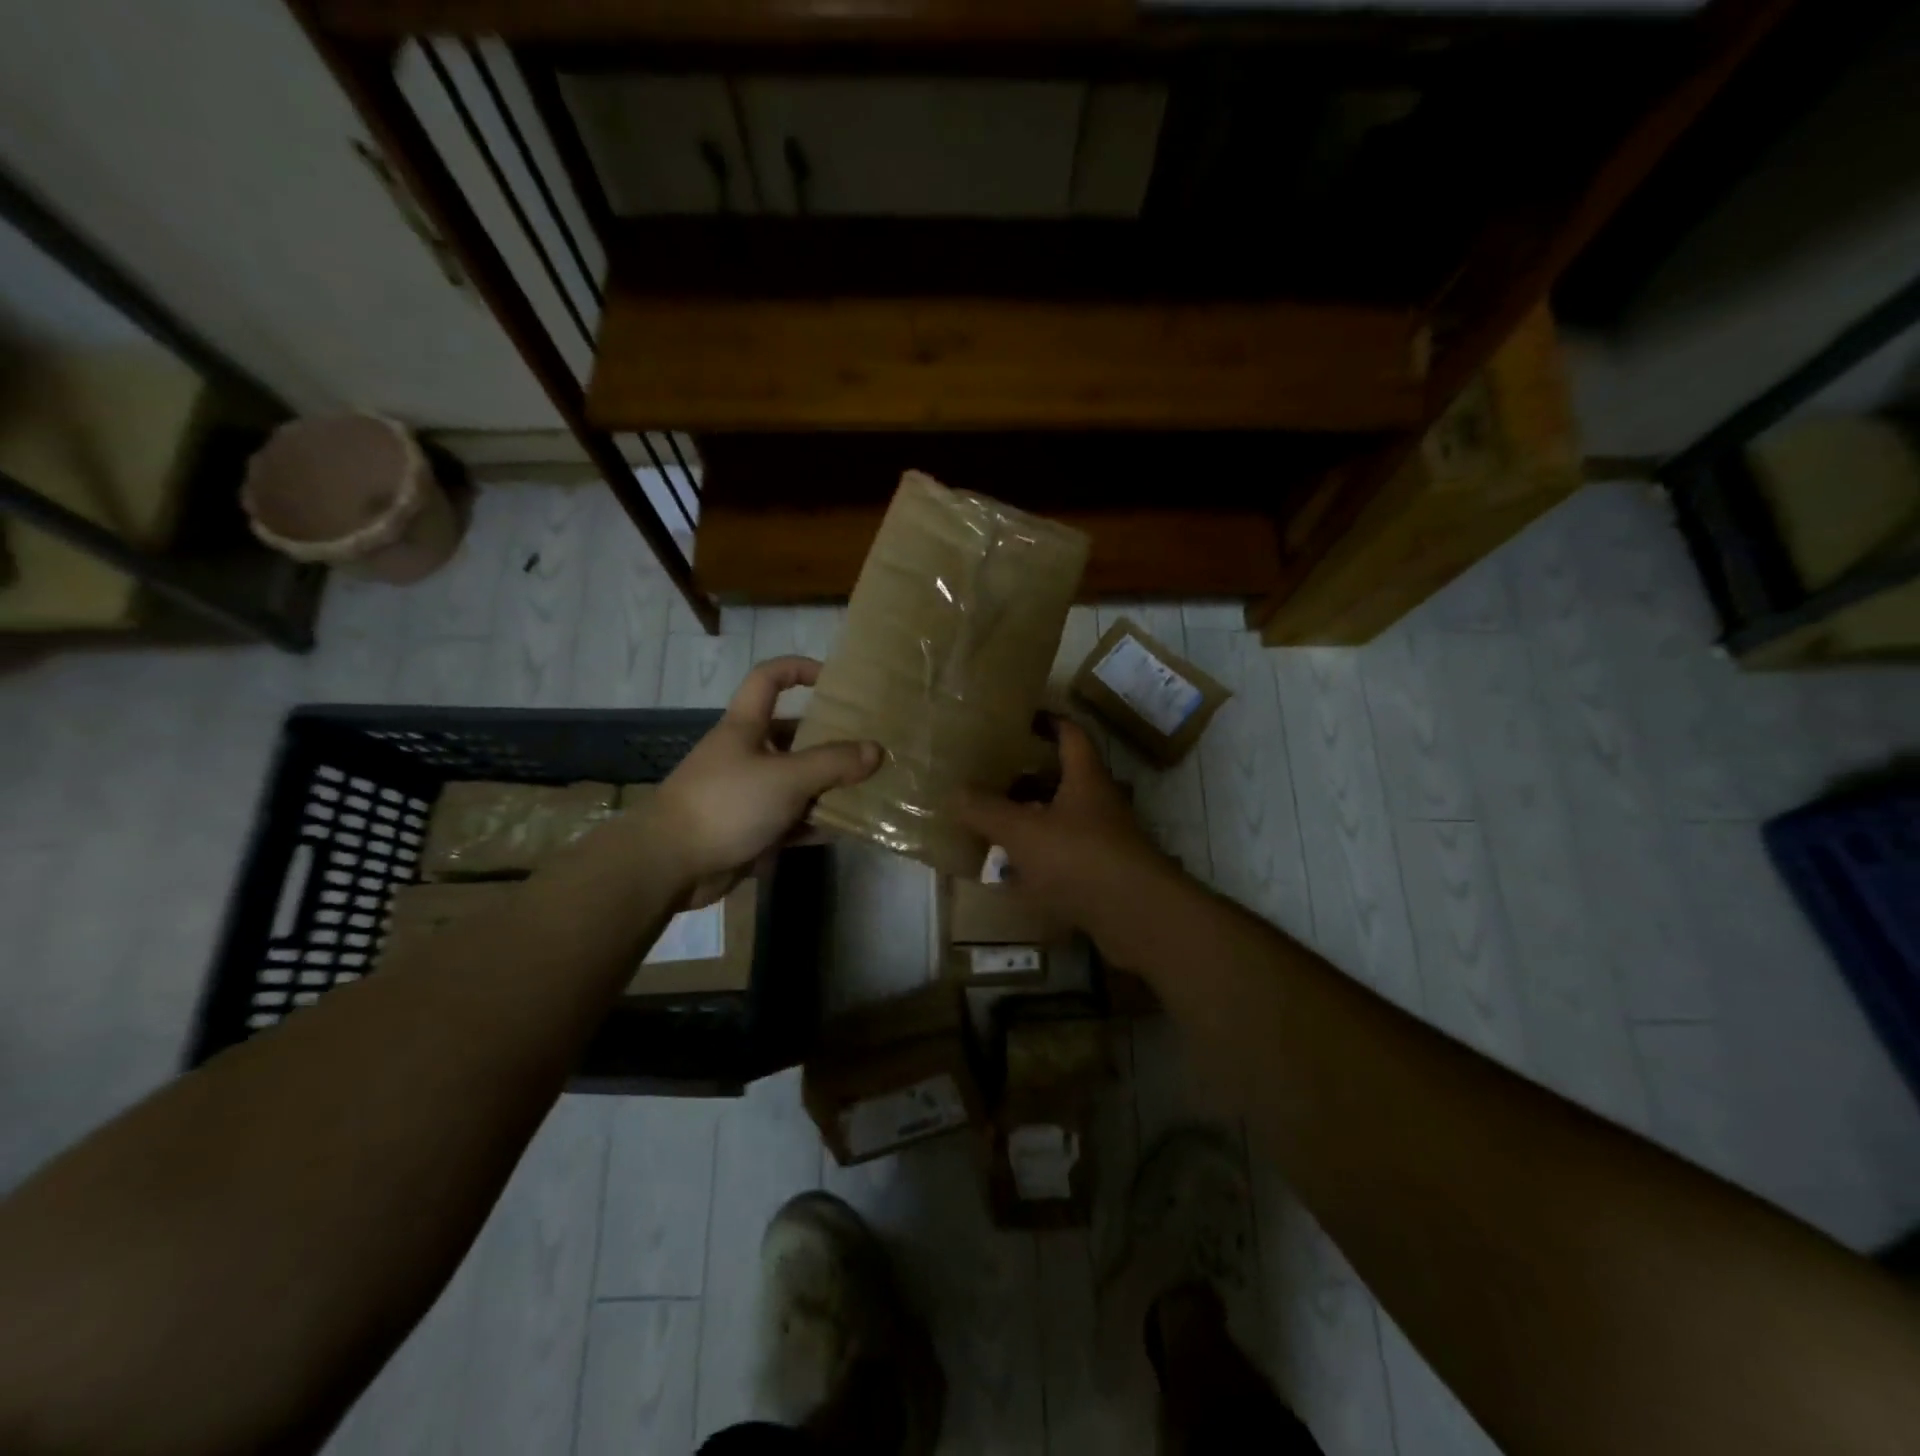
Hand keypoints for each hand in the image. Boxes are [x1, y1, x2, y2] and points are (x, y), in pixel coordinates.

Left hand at [653, 657, 880, 906]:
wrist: (670, 864)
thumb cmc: (726, 803)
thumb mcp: (786, 778)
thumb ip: (832, 763)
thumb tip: (875, 750)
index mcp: (745, 727)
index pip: (768, 679)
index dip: (798, 669)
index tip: (833, 680)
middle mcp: (746, 754)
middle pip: (792, 735)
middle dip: (829, 739)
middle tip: (869, 747)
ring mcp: (747, 793)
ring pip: (796, 781)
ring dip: (828, 786)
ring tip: (869, 788)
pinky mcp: (750, 829)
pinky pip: (791, 820)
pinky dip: (815, 822)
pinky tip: (846, 827)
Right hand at [954, 719, 1177, 950]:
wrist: (1136, 915)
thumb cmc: (1079, 857)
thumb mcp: (1022, 830)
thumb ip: (986, 810)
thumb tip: (955, 792)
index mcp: (1085, 778)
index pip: (1070, 734)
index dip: (1048, 722)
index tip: (1022, 719)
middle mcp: (1100, 803)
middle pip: (1064, 779)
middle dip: (1029, 778)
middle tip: (994, 778)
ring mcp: (1105, 840)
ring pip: (1064, 820)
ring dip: (1033, 821)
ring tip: (996, 826)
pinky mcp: (1105, 874)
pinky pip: (1066, 857)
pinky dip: (1041, 860)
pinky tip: (1014, 875)